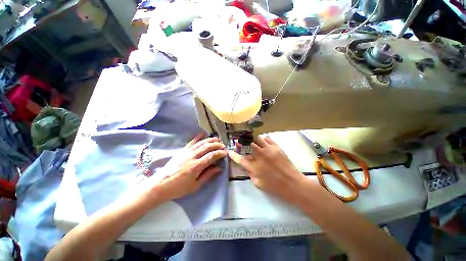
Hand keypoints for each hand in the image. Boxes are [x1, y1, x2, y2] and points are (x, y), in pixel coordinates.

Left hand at [151, 133, 226, 201]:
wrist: (160, 185)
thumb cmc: (178, 188)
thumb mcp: (195, 185)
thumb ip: (208, 175)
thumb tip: (219, 168)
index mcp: (196, 166)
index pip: (212, 156)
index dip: (220, 153)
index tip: (225, 153)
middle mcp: (192, 156)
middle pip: (207, 147)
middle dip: (217, 145)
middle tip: (223, 146)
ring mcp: (186, 152)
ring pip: (201, 143)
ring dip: (210, 140)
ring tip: (217, 139)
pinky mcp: (182, 151)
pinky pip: (191, 142)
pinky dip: (198, 137)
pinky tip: (203, 133)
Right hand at [228, 136, 306, 202]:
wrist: (292, 184)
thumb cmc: (274, 186)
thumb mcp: (258, 184)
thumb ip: (250, 173)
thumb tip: (247, 165)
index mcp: (254, 167)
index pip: (240, 159)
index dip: (233, 155)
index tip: (229, 151)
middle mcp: (260, 156)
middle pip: (247, 144)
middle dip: (242, 142)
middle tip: (240, 142)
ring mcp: (268, 150)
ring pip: (257, 138)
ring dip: (253, 139)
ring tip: (252, 141)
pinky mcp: (276, 147)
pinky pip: (268, 138)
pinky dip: (263, 139)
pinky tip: (263, 141)